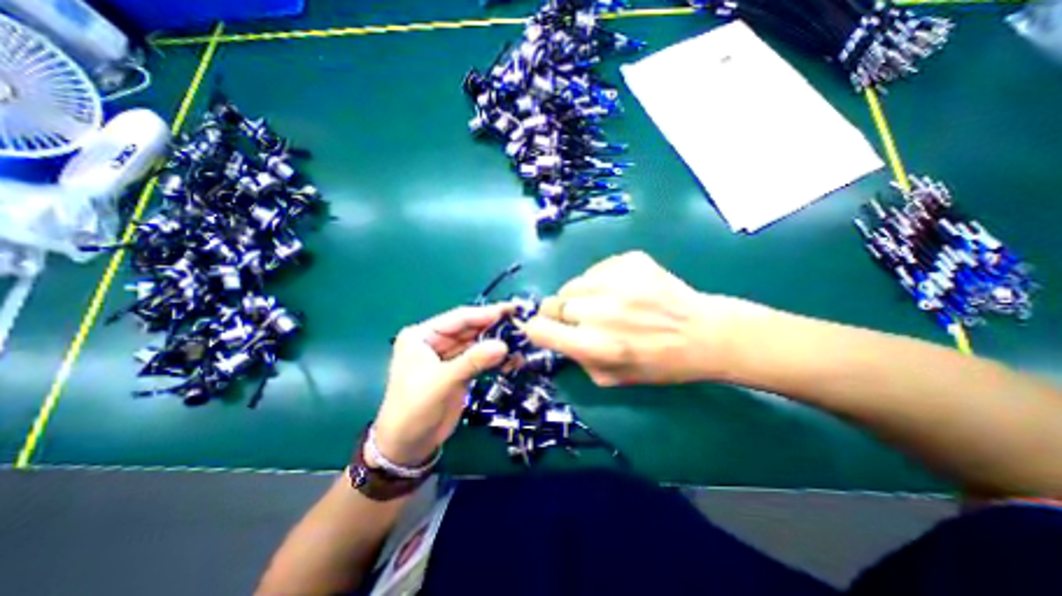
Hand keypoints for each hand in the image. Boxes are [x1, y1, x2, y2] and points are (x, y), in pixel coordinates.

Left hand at [373, 308, 513, 465]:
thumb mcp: (442, 382)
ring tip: (521, 339)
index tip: (511, 310)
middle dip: (494, 327)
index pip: (459, 318)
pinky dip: (494, 357)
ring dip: (497, 342)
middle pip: (470, 328)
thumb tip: (504, 345)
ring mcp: (449, 355)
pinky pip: (480, 358)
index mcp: (423, 335)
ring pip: (477, 343)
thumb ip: (473, 361)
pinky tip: (511, 357)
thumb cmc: (415, 409)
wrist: (408, 446)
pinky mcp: (459, 370)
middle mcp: (436, 341)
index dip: (485, 313)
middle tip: (521, 323)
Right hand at [521, 252, 753, 385]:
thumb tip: (557, 336)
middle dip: (559, 313)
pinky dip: (601, 281)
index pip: (539, 329)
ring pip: (572, 284)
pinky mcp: (630, 260)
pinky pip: (596, 269)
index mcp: (595, 346)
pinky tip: (623, 290)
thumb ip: (577, 358)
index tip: (544, 329)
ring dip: (580, 296)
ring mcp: (616, 280)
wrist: (704, 333)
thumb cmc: (658, 364)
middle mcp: (600, 311)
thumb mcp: (611, 378)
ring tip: (605, 303)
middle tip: (581, 318)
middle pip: (552, 303)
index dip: (537, 329)